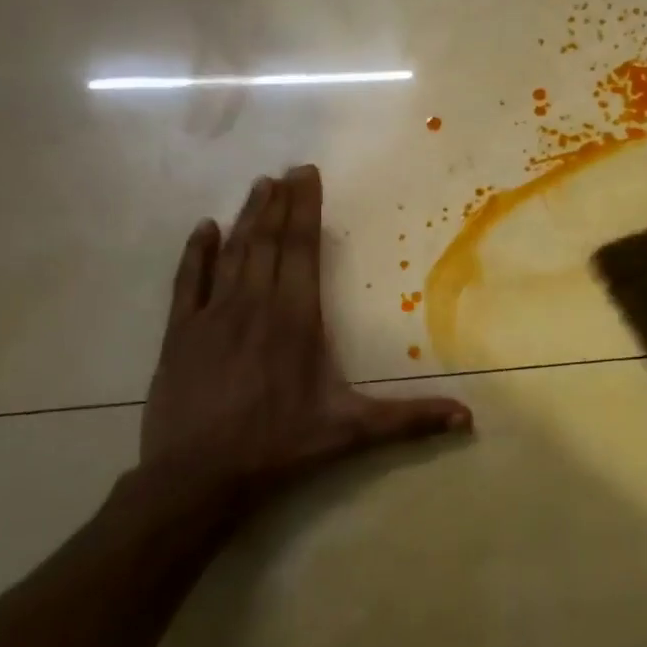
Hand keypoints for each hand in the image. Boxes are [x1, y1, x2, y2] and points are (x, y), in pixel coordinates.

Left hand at [138, 164, 471, 521]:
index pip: (303, 251)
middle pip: (269, 242)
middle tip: (287, 170)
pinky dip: (196, 253)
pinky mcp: (179, 333)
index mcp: (295, 319)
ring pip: (233, 254)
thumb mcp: (350, 432)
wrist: (197, 475)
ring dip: (247, 218)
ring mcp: (211, 316)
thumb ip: (409, 420)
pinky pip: (187, 281)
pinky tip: (204, 229)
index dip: (306, 210)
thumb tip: (467, 417)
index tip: (307, 175)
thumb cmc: (279, 446)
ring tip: (258, 186)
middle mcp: (254, 305)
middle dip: (280, 204)